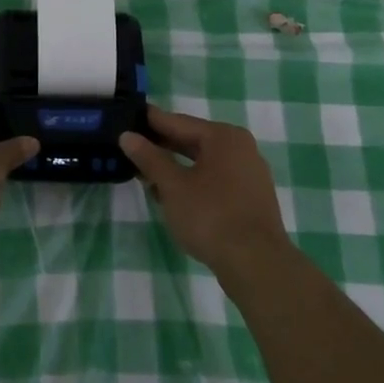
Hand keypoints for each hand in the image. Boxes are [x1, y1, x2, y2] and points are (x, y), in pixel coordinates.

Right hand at [120, 105, 288, 275]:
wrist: (257, 265)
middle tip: (130, 147)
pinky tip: (172, 196)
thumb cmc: (211, 216)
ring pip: (203, 163)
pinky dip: (192, 183)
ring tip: (145, 175)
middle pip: (192, 141)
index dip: (150, 121)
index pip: (178, 122)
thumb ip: (149, 158)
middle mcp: (241, 148)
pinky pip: (215, 180)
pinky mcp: (250, 199)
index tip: (126, 117)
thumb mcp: (172, 186)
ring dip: (175, 168)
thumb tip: (127, 135)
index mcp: (224, 137)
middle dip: (161, 147)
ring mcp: (249, 174)